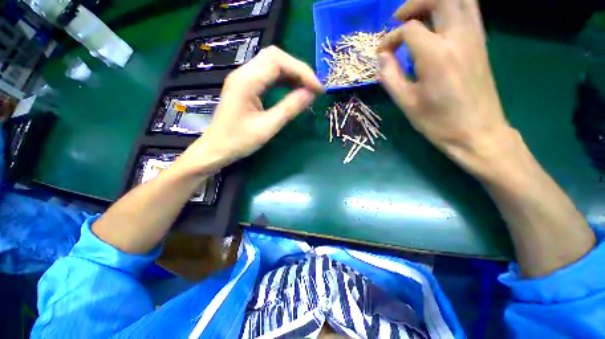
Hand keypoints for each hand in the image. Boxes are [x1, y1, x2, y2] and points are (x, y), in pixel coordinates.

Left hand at [177, 46, 322, 173]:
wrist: (216, 149)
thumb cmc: (239, 141)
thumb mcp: (267, 127)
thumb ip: (289, 108)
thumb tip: (311, 93)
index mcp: (246, 81)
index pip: (279, 61)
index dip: (302, 71)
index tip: (318, 89)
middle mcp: (243, 73)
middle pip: (275, 56)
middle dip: (298, 69)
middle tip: (313, 88)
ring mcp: (243, 78)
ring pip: (272, 63)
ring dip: (292, 73)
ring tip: (307, 89)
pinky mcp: (245, 85)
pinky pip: (267, 74)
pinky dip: (283, 79)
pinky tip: (293, 89)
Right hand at [377, 0, 512, 175]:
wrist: (477, 132)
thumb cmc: (438, 122)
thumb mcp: (406, 103)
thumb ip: (390, 76)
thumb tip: (381, 57)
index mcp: (435, 55)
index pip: (408, 30)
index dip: (390, 38)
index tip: (382, 52)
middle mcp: (458, 37)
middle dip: (415, 3)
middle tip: (400, 19)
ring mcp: (474, 36)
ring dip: (435, 1)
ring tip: (419, 16)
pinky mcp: (481, 42)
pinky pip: (469, 9)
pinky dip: (452, 7)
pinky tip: (438, 24)